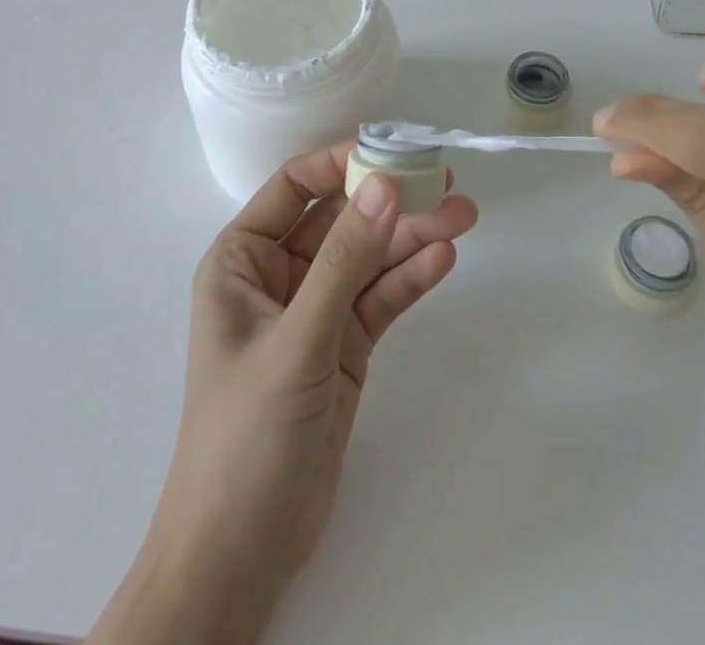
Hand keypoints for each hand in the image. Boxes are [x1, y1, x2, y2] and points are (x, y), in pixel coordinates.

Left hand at [113, 142, 476, 639]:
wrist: (242, 553)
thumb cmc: (247, 433)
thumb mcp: (298, 339)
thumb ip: (344, 260)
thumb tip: (383, 184)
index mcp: (243, 259)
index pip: (295, 187)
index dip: (342, 162)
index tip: (393, 151)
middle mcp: (279, 275)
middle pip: (341, 219)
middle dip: (390, 201)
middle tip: (445, 182)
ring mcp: (316, 310)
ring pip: (368, 258)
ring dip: (411, 238)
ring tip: (462, 216)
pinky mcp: (345, 345)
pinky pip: (380, 299)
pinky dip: (409, 279)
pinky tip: (443, 260)